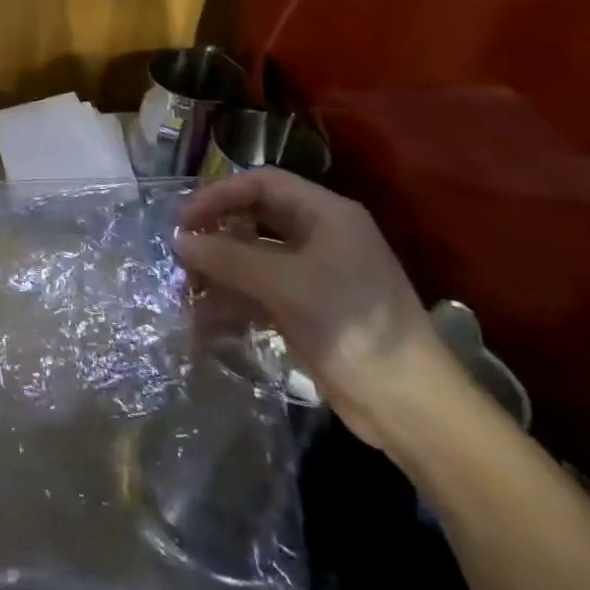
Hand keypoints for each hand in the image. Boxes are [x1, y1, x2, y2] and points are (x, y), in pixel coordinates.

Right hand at [178, 168, 459, 449]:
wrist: (409, 406)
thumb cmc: (351, 325)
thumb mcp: (285, 285)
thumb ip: (228, 258)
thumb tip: (180, 241)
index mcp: (326, 215)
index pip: (262, 183)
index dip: (219, 194)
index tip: (184, 220)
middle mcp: (321, 236)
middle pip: (255, 218)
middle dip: (216, 234)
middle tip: (180, 252)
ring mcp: (314, 275)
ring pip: (254, 258)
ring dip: (219, 271)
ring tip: (186, 290)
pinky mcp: (308, 309)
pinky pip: (260, 291)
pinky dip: (232, 301)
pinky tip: (205, 320)